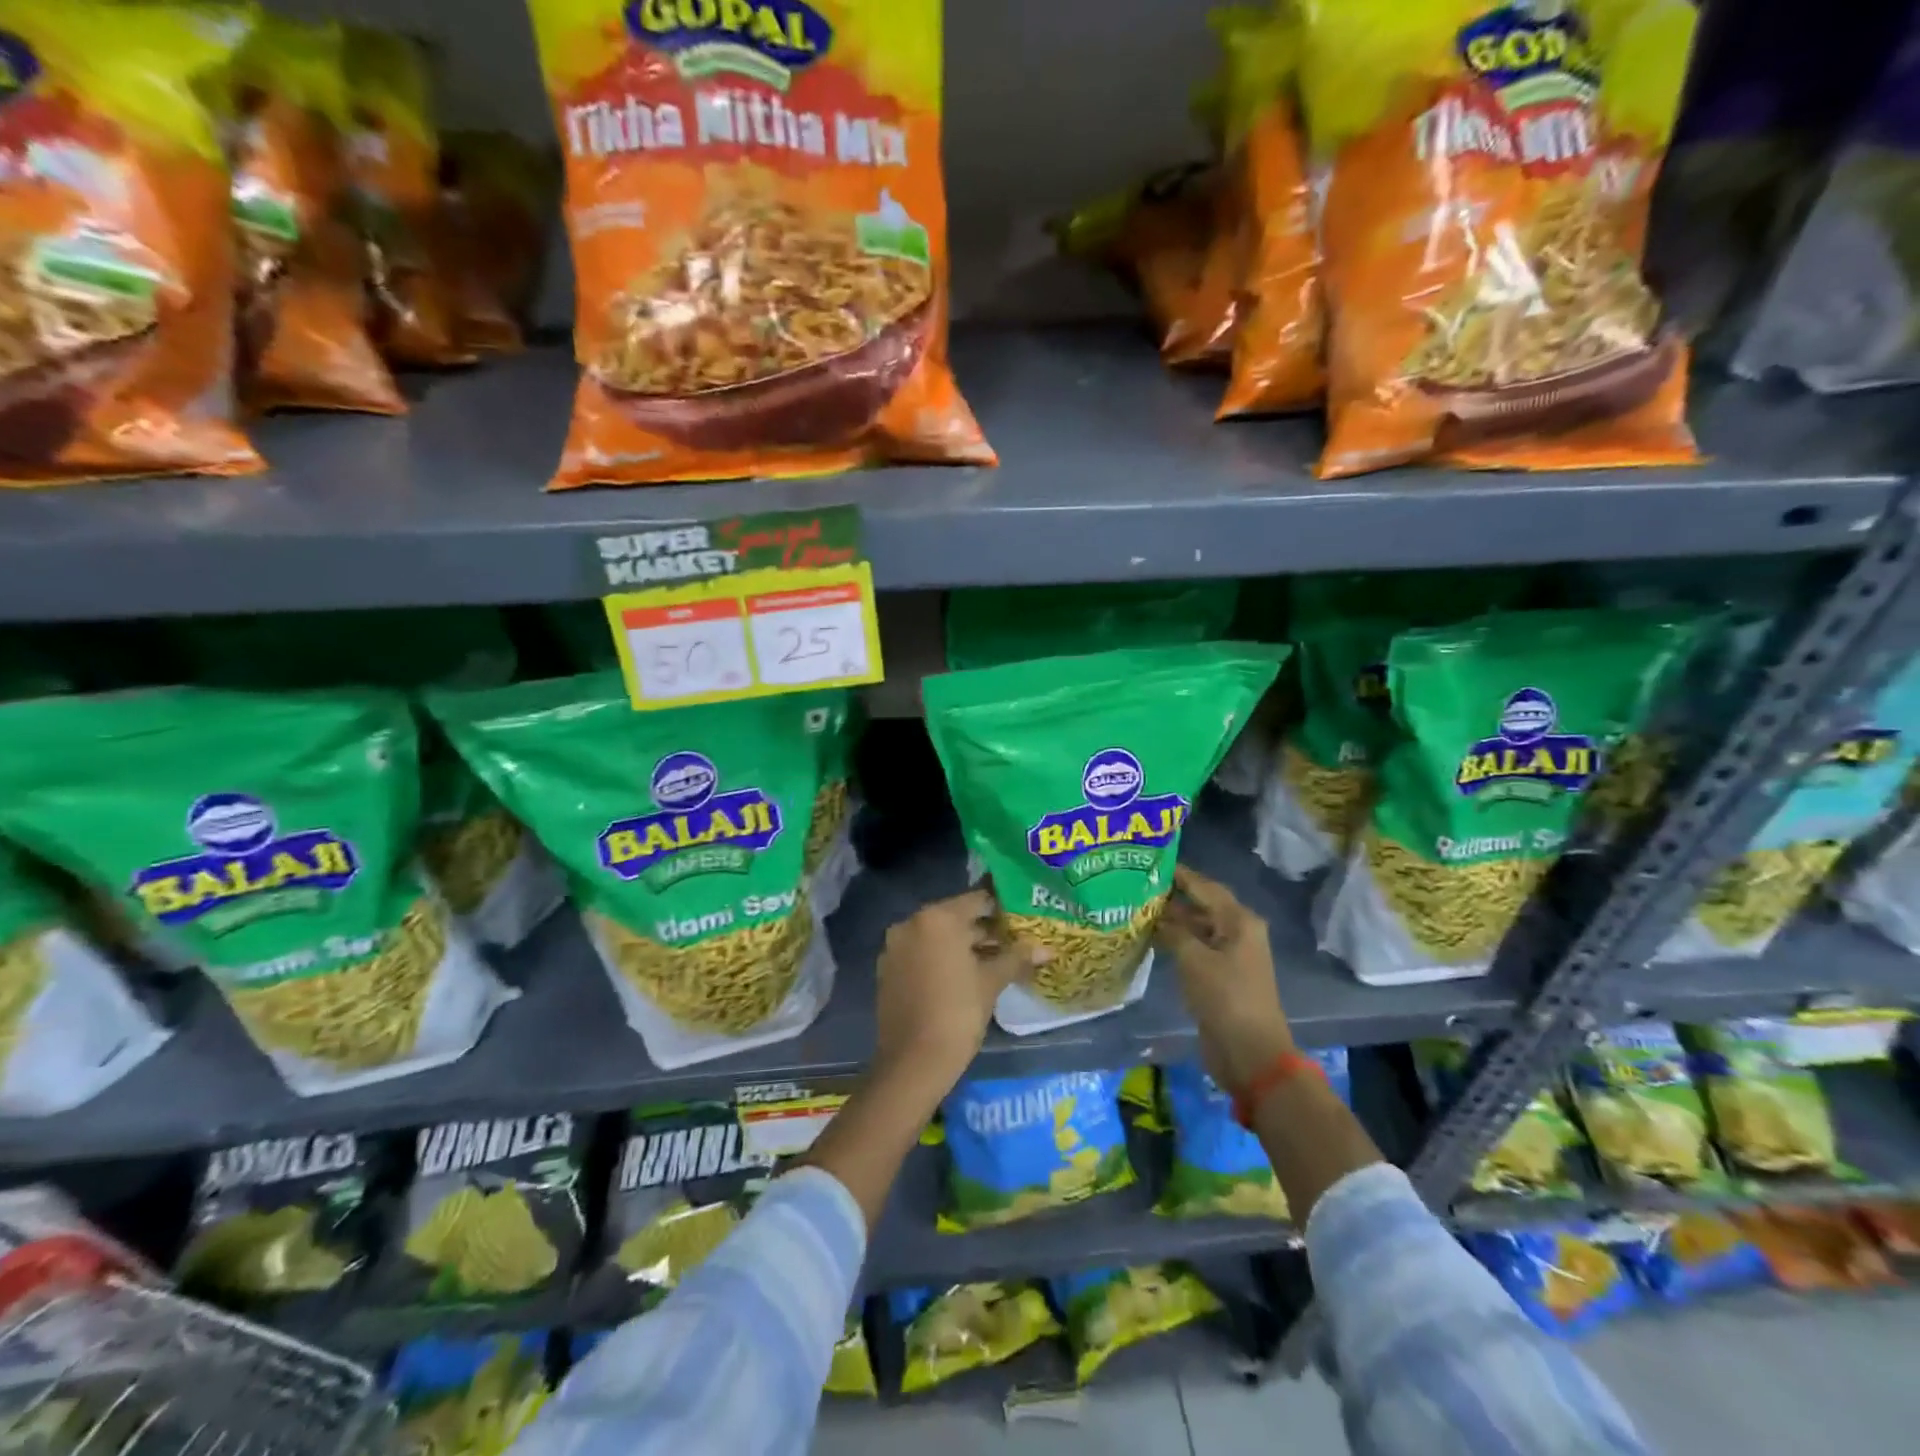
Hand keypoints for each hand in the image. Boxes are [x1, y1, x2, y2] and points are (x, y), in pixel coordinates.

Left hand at [873, 888, 1049, 1089]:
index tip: (1022, 918)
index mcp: (937, 918)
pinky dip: (942, 958)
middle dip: (985, 929)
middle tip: (1014, 941)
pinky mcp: (888, 968)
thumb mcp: (991, 982)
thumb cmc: (957, 1013)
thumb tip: (1046, 949)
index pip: (977, 900)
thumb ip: (1017, 958)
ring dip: (964, 945)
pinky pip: (921, 953)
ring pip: (938, 936)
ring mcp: (896, 946)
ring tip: (996, 960)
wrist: (913, 1062)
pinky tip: (966, 976)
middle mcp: (912, 922)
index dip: (1002, 908)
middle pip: (956, 917)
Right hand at [1155, 865, 1294, 1095]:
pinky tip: (1151, 938)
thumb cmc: (1225, 998)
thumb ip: (1173, 931)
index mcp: (1239, 921)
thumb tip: (1156, 916)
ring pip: (1198, 928)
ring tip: (1138, 909)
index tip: (1150, 862)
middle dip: (1173, 897)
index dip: (1179, 874)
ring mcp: (1231, 956)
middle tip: (1137, 885)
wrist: (1250, 1053)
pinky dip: (1176, 941)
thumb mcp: (1194, 959)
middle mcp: (1238, 932)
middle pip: (1202, 905)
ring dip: (1172, 921)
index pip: (1205, 887)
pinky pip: (1196, 949)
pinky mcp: (1221, 976)